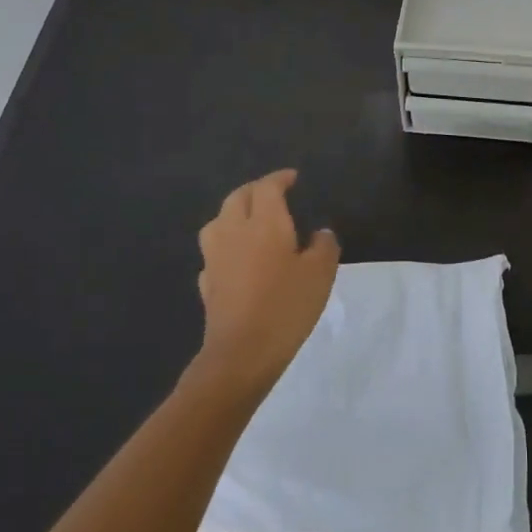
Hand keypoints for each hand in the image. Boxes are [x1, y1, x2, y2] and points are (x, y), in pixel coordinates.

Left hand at [192, 169, 339, 397]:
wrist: (242, 352)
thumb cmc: (286, 306)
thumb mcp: (320, 274)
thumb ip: (324, 247)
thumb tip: (320, 234)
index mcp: (264, 222)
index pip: (267, 187)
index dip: (279, 179)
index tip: (292, 178)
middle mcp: (234, 231)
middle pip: (238, 197)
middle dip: (255, 190)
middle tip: (273, 194)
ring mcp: (215, 256)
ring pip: (218, 221)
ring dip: (234, 213)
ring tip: (250, 221)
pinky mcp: (207, 282)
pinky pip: (214, 251)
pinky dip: (226, 245)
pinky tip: (237, 258)